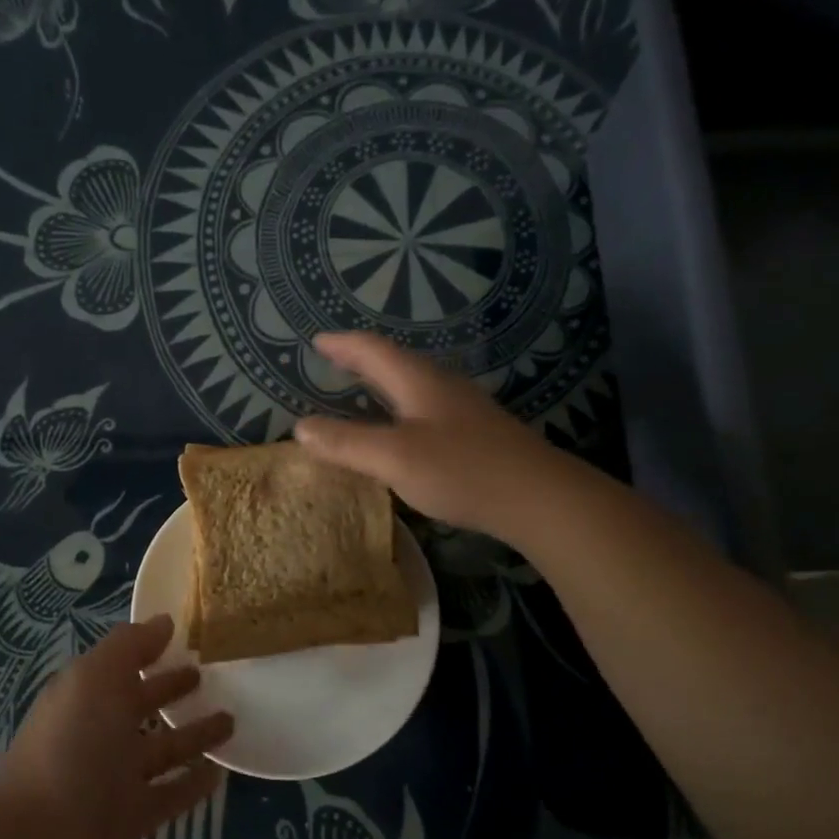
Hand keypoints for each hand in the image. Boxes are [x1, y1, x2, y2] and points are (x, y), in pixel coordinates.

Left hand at [0, 615, 232, 838]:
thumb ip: (129, 647)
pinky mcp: (130, 820)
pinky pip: (169, 795)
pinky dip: (192, 783)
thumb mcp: (94, 679)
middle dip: (171, 689)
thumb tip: (162, 621)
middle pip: (141, 706)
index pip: (122, 666)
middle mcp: (98, 734)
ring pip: (161, 749)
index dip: (150, 651)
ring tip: (231, 719)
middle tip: (211, 676)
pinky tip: (219, 771)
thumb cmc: (71, 748)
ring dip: (192, 735)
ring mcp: (113, 780)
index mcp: (84, 697)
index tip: (188, 638)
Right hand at [294, 332, 556, 541]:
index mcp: (419, 382)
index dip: (343, 345)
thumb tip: (300, 427)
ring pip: (414, 385)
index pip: (373, 350)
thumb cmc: (462, 470)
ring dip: (383, 383)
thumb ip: (346, 443)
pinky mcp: (477, 434)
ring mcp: (464, 409)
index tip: (318, 341)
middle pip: (395, 363)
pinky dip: (401, 408)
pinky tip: (403, 430)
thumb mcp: (394, 458)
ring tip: (362, 390)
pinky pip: (427, 409)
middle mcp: (442, 386)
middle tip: (335, 360)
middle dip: (362, 360)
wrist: (539, 498)